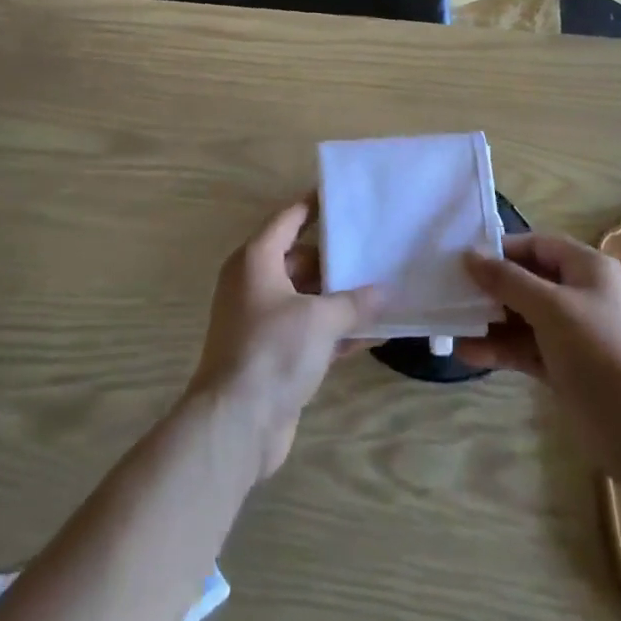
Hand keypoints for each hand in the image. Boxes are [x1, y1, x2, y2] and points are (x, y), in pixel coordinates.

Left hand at [186, 200, 382, 481]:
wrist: (235, 424)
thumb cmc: (273, 351)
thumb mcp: (320, 319)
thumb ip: (355, 302)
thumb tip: (386, 291)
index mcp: (256, 261)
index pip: (289, 219)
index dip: (315, 205)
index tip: (345, 195)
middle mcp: (255, 284)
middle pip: (301, 258)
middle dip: (337, 258)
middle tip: (375, 248)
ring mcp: (263, 322)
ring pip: (308, 297)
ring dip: (341, 297)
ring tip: (383, 288)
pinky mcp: (274, 355)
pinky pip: (310, 331)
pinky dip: (337, 331)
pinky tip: (374, 334)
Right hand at [458, 233, 620, 481]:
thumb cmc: (599, 351)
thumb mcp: (550, 308)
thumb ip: (508, 280)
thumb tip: (469, 255)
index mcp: (587, 268)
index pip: (537, 245)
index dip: (502, 250)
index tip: (464, 261)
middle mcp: (581, 294)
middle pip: (528, 281)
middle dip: (491, 289)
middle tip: (451, 294)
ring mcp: (574, 333)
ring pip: (524, 318)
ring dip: (491, 323)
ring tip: (451, 328)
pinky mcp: (566, 367)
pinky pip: (527, 348)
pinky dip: (501, 349)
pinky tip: (467, 355)